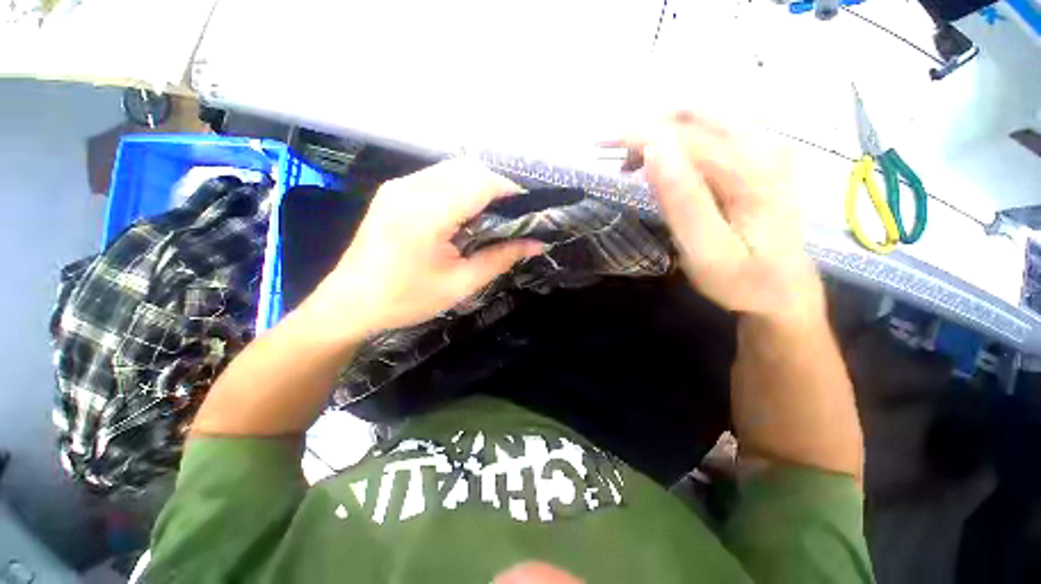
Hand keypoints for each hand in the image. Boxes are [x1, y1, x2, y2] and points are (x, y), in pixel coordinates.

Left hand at [305, 158, 542, 339]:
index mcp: (425, 214)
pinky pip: (437, 177)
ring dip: (479, 186)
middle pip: (468, 168)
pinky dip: (460, 188)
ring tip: (491, 216)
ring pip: (453, 169)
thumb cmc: (406, 300)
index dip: (510, 192)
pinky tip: (464, 213)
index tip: (529, 212)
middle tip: (511, 218)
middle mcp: (410, 188)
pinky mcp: (393, 190)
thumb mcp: (460, 284)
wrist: (350, 303)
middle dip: (497, 188)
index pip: (480, 182)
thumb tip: (537, 244)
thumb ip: (500, 258)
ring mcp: (398, 186)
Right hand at [613, 112, 823, 321]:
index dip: (637, 133)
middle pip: (698, 112)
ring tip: (633, 162)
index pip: (684, 136)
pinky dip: (680, 137)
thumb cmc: (742, 280)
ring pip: (705, 116)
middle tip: (616, 156)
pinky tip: (663, 162)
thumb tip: (653, 152)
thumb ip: (683, 202)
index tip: (599, 143)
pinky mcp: (763, 156)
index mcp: (751, 171)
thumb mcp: (706, 252)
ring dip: (663, 129)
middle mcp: (766, 146)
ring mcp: (768, 147)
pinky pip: (715, 129)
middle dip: (648, 125)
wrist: (783, 291)